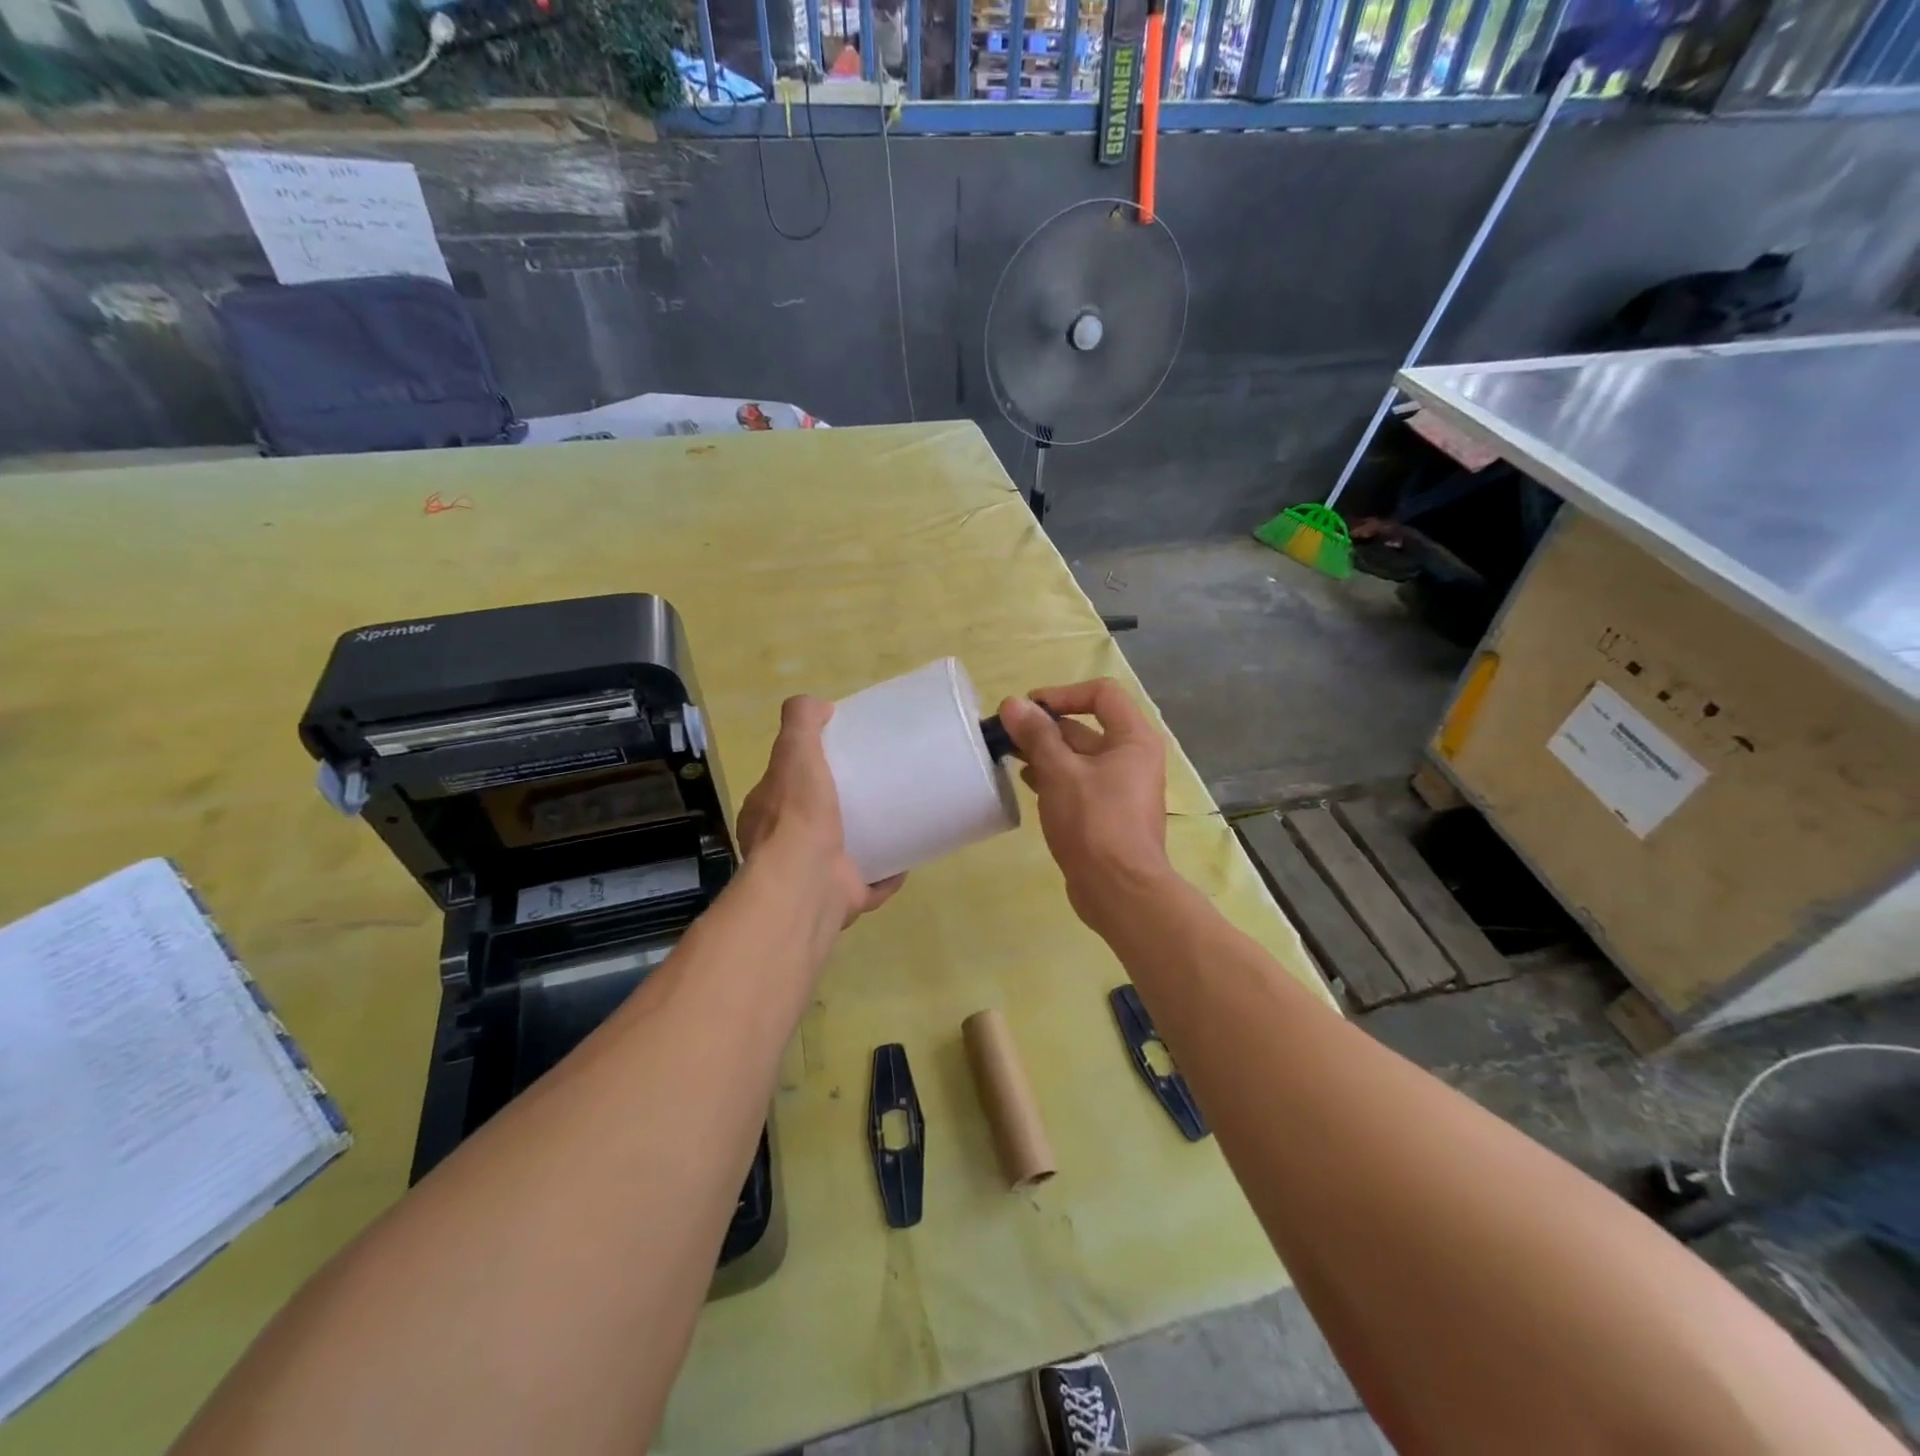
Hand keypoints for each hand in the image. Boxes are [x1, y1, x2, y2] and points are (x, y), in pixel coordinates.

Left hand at [735, 696, 904, 927]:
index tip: (840, 757)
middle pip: (814, 820)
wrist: (807, 884)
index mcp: (766, 816)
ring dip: (865, 841)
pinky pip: (870, 884)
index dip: (807, 770)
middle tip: (875, 786)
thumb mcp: (794, 754)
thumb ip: (801, 723)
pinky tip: (907, 858)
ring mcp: (813, 877)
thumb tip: (819, 705)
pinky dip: (887, 874)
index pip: (784, 786)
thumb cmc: (798, 816)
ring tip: (896, 818)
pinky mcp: (843, 899)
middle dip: (840, 807)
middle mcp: (784, 848)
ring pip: (842, 854)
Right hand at [998, 680, 1173, 928]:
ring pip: (1078, 757)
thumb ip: (1036, 735)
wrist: (1118, 890)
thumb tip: (1013, 704)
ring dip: (1045, 753)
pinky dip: (1053, 778)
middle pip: (1085, 727)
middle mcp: (1132, 758)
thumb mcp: (1060, 772)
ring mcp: (1120, 788)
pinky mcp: (1106, 813)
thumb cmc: (1094, 822)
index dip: (1063, 694)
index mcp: (1133, 739)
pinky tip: (1026, 784)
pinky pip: (1078, 783)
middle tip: (1007, 735)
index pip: (1101, 694)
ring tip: (1009, 758)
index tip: (1029, 710)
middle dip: (1045, 728)